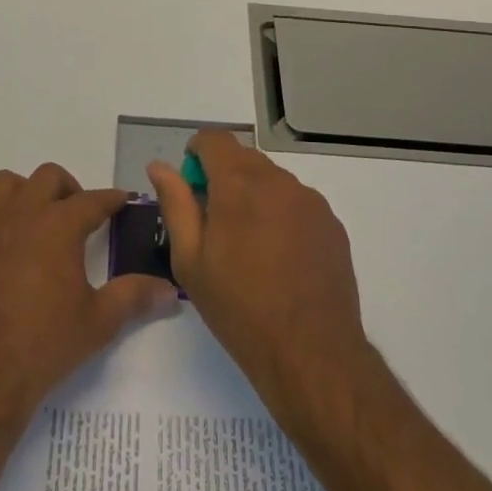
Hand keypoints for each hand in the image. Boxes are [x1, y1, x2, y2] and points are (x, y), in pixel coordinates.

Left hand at [0, 163, 178, 426]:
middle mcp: (22, 214)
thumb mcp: (100, 322)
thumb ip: (135, 297)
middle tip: (76, 216)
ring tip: (32, 218)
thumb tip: (171, 291)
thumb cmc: (46, 345)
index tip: (122, 202)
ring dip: (20, 193)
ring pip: (2, 184)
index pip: (94, 200)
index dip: (112, 199)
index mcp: (60, 225)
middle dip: (67, 189)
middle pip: (48, 177)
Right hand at [149, 132, 367, 418]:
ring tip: (249, 247)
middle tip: (214, 223)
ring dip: (254, 196)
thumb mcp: (190, 260)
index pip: (214, 139)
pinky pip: (298, 203)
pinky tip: (279, 258)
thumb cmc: (239, 307)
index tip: (191, 184)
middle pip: (244, 158)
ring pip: (273, 181)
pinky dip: (282, 215)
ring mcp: (310, 200)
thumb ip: (175, 204)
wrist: (310, 351)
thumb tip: (159, 167)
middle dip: (224, 177)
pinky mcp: (331, 223)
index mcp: (239, 183)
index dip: (197, 153)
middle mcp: (278, 180)